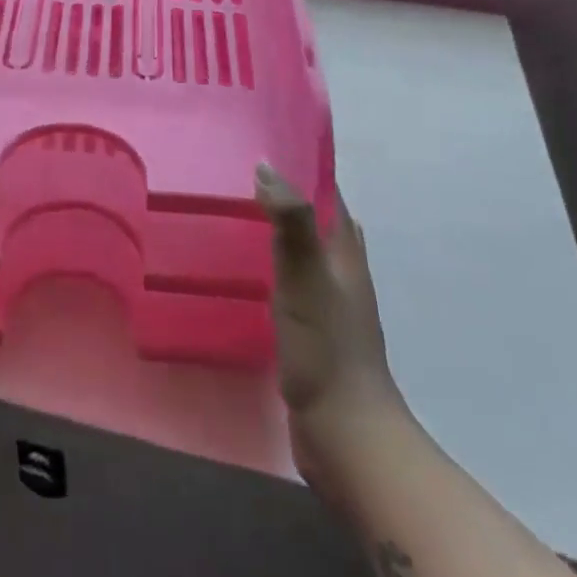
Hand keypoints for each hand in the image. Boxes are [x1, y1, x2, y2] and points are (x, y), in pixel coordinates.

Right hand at [256, 163, 402, 436]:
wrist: (344, 433)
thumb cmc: (327, 347)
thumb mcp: (305, 276)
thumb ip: (290, 221)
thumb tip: (266, 165)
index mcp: (346, 253)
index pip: (327, 194)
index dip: (302, 165)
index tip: (263, 142)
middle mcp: (341, 272)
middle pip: (315, 220)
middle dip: (284, 195)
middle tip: (236, 175)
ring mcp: (327, 304)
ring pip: (301, 251)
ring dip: (275, 230)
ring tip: (231, 213)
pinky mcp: (310, 331)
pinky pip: (288, 282)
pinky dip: (268, 266)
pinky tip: (240, 270)